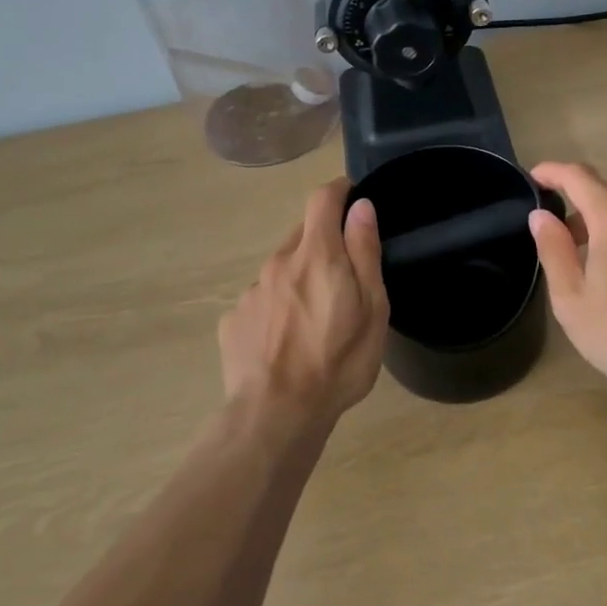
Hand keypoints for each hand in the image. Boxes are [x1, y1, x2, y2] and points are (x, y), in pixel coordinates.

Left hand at [218, 179, 389, 424]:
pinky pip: (262, 300)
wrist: (276, 415)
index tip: (352, 197)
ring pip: (281, 269)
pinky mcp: (234, 319)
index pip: (322, 199)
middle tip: (343, 277)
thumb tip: (361, 207)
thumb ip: (364, 252)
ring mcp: (251, 291)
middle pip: (303, 234)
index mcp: (316, 255)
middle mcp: (278, 262)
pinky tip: (286, 341)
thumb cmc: (338, 362)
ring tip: (315, 318)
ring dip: (299, 278)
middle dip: (324, 243)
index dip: (338, 190)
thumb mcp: (372, 308)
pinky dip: (277, 307)